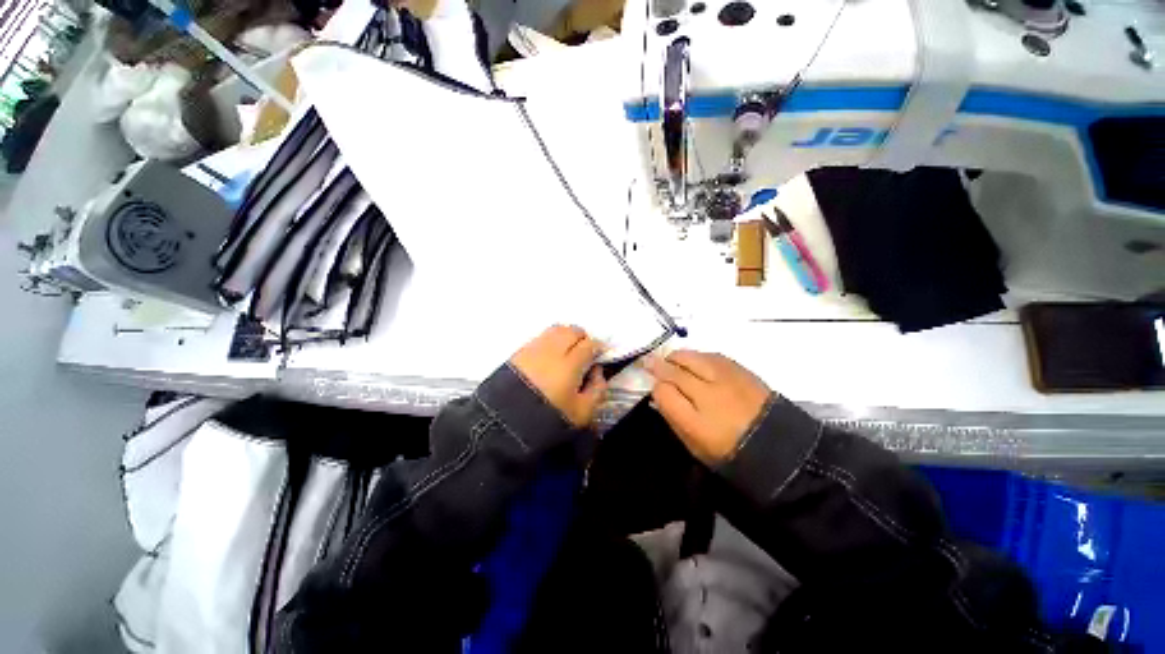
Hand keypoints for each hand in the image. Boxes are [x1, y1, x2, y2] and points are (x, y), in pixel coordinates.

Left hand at [510, 325, 607, 427]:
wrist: (506, 425)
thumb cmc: (549, 419)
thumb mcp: (582, 413)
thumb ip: (597, 390)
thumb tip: (598, 371)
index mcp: (570, 364)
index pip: (589, 344)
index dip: (598, 347)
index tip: (600, 355)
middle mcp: (552, 350)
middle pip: (572, 331)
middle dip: (583, 338)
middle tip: (586, 351)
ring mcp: (534, 348)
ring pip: (556, 329)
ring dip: (566, 335)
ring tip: (568, 349)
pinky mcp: (519, 352)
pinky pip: (540, 337)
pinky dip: (550, 340)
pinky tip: (550, 354)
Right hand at [645, 350, 771, 463]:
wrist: (778, 445)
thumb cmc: (729, 450)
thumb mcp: (694, 444)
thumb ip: (673, 416)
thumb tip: (658, 392)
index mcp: (696, 422)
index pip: (663, 391)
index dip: (655, 386)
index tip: (654, 386)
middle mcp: (709, 395)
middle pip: (674, 369)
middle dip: (659, 365)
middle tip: (651, 363)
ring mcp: (726, 378)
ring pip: (691, 356)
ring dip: (677, 357)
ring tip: (672, 361)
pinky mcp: (740, 369)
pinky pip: (710, 355)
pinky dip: (697, 356)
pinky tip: (695, 362)